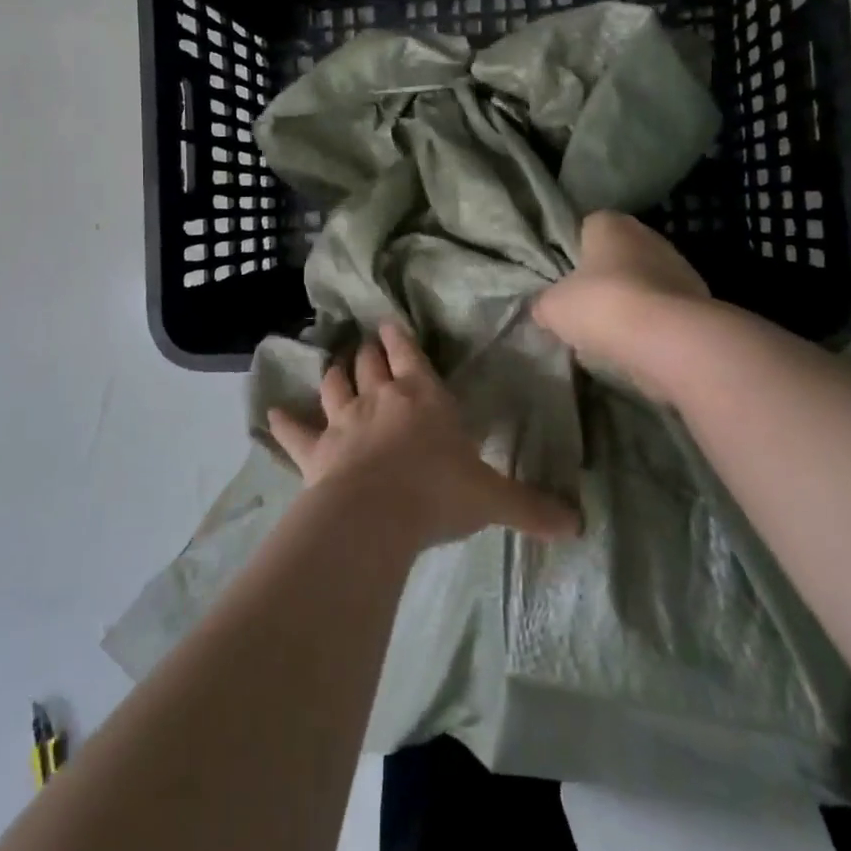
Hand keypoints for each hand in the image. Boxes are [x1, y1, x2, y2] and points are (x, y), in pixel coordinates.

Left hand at [268, 322, 581, 548]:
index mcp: (424, 397)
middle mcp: (381, 399)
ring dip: (334, 375)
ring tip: (333, 365)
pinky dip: (283, 423)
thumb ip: (532, 508)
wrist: (377, 514)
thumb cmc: (438, 493)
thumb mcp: (492, 499)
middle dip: (369, 352)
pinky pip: (295, 432)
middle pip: (370, 365)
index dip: (399, 339)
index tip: (388, 324)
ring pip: (335, 387)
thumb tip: (579, 525)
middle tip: (365, 343)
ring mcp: (344, 422)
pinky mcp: (316, 451)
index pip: (410, 356)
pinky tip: (270, 414)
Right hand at [533, 212, 709, 397]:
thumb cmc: (602, 305)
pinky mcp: (700, 299)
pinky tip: (638, 346)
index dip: (575, 252)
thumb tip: (543, 309)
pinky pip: (665, 309)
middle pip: (619, 255)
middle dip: (605, 279)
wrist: (669, 339)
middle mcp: (648, 235)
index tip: (566, 280)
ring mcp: (679, 266)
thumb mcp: (553, 308)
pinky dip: (653, 324)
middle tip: (586, 308)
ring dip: (632, 302)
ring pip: (645, 282)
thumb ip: (544, 303)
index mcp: (611, 224)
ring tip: (611, 334)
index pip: (589, 227)